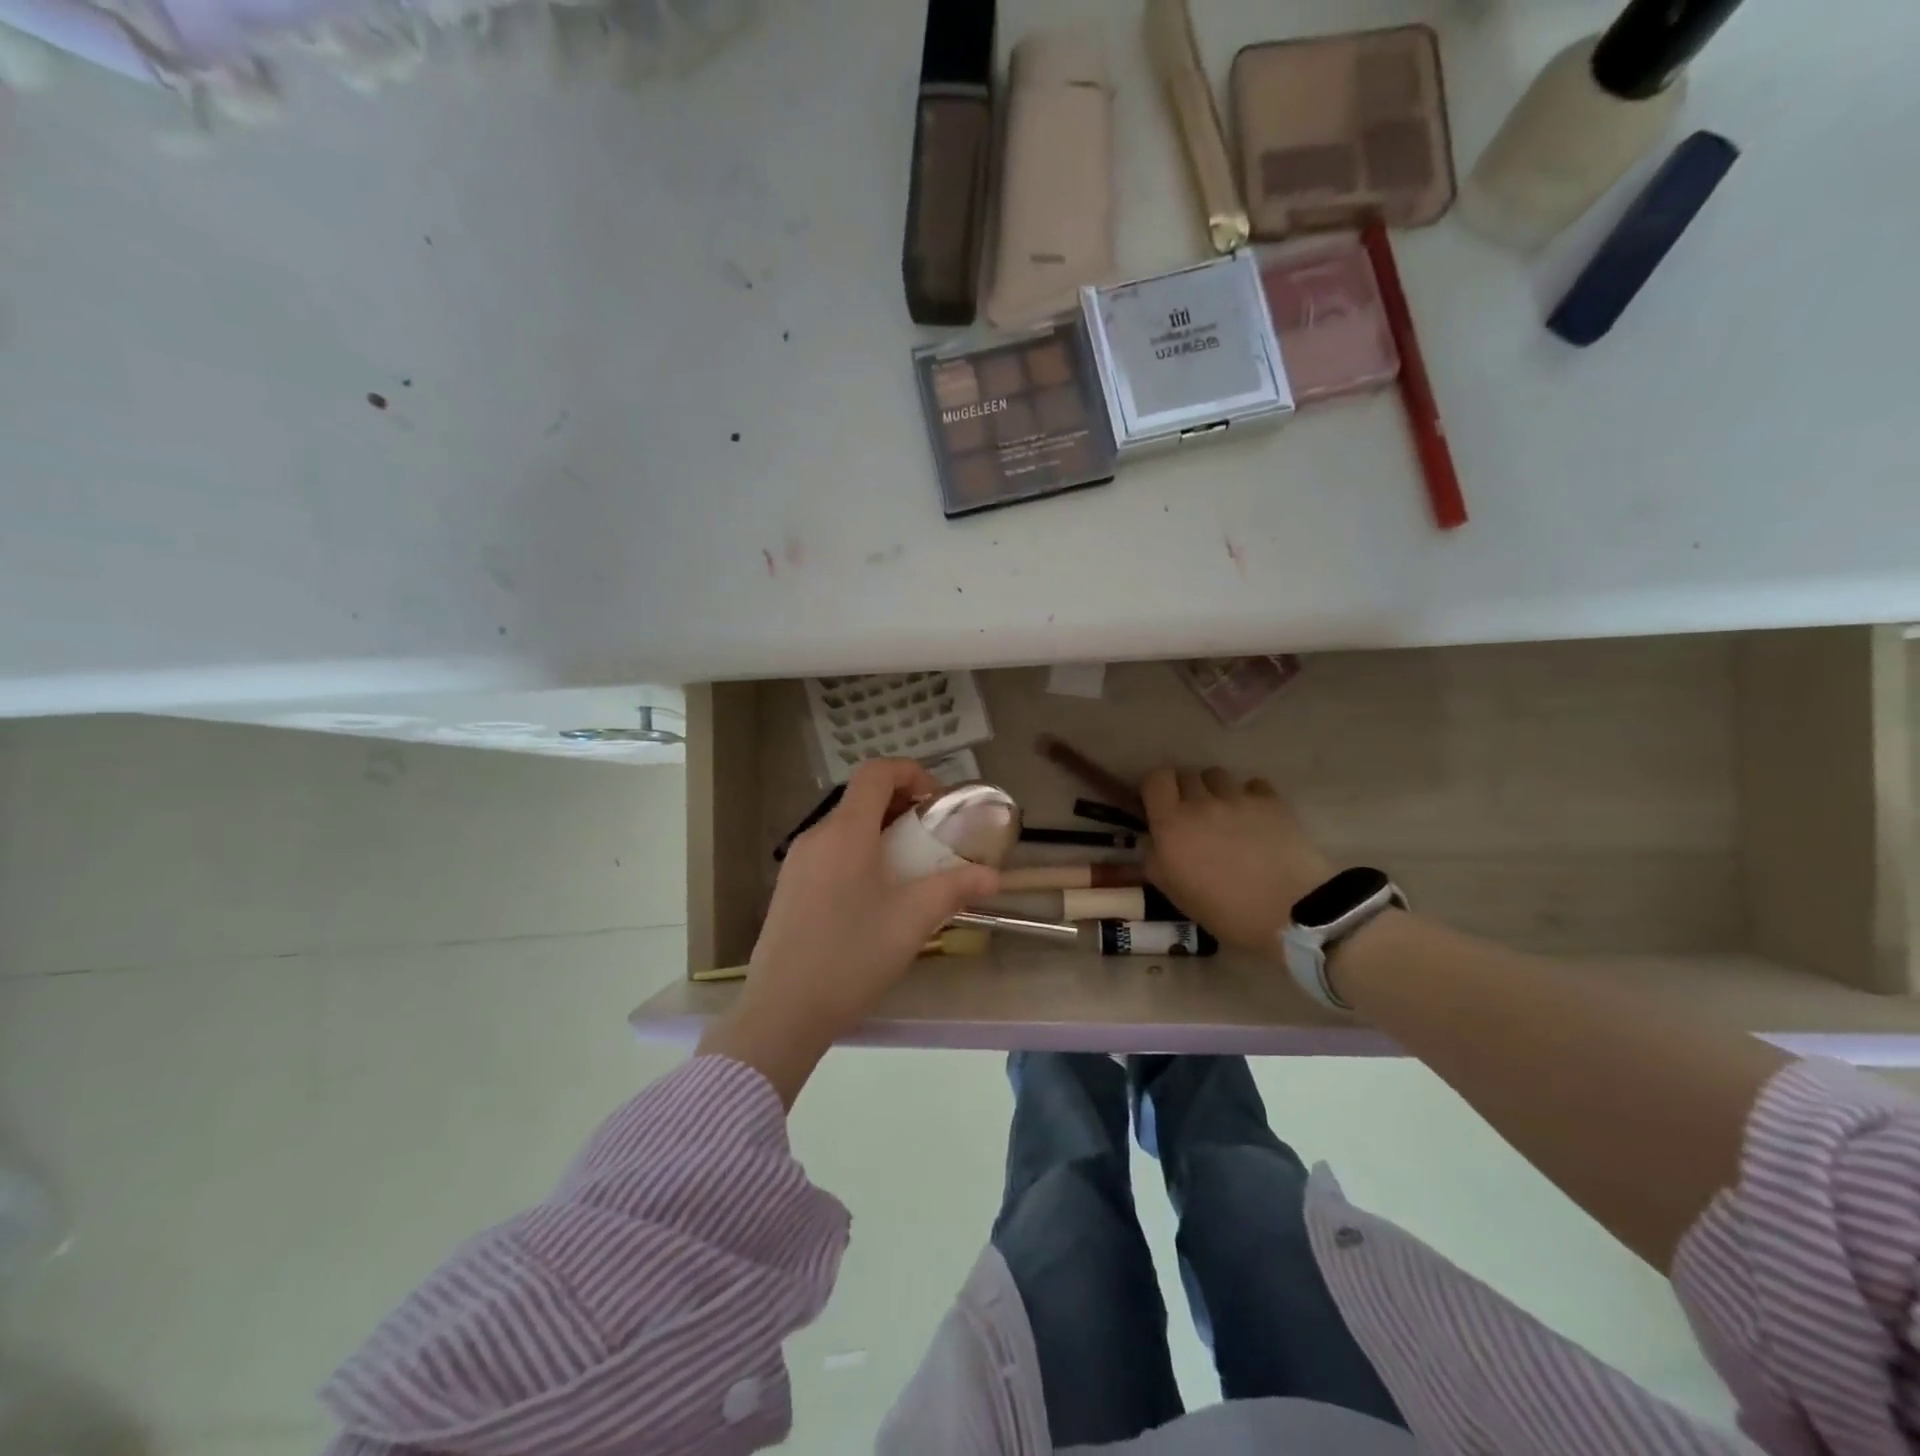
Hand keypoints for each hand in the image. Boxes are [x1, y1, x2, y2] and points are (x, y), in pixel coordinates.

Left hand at [696, 759, 998, 1104]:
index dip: (911, 772)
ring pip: (845, 826)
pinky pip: (830, 851)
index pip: (876, 772)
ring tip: (910, 867)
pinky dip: (859, 852)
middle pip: (861, 797)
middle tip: (932, 836)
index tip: (938, 802)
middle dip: (902, 805)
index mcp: (846, 832)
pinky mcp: (789, 887)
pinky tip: (876, 895)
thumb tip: (993, 876)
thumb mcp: (912, 920)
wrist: (782, 1011)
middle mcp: (817, 836)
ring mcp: (798, 862)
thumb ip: (955, 889)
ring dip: (881, 831)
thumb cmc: (851, 956)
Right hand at [1141, 767, 1332, 953]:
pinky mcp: (1271, 801)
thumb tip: (1153, 844)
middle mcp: (1201, 802)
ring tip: (1225, 813)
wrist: (1289, 912)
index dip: (1156, 788)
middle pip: (1187, 774)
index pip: (1155, 778)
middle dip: (1186, 791)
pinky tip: (1256, 818)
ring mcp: (1238, 798)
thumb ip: (1156, 862)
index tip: (1161, 805)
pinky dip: (1250, 796)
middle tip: (1194, 816)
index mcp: (1171, 824)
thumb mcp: (1175, 894)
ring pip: (1217, 775)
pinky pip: (1253, 784)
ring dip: (1216, 790)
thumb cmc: (1225, 910)